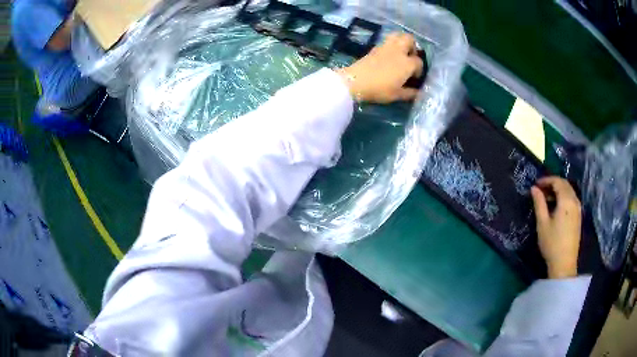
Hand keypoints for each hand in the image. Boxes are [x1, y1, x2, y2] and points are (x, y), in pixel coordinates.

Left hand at [337, 33, 423, 103]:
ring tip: (401, 52)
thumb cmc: (379, 89)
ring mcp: (386, 47)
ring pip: (398, 35)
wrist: (355, 81)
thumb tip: (417, 92)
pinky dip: (391, 44)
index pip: (419, 62)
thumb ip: (409, 93)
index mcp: (407, 63)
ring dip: (402, 40)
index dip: (419, 70)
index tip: (414, 77)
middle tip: (410, 56)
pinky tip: (389, 55)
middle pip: (410, 39)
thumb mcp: (397, 95)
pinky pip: (387, 41)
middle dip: (413, 46)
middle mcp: (398, 51)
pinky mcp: (375, 47)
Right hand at [530, 177, 581, 278]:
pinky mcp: (578, 217)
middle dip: (553, 184)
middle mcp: (574, 200)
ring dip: (558, 191)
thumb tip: (534, 188)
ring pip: (569, 191)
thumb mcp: (542, 223)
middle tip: (541, 190)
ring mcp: (578, 209)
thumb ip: (539, 203)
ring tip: (547, 199)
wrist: (564, 264)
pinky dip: (564, 197)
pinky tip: (556, 207)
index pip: (557, 181)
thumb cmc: (552, 243)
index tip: (536, 185)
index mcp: (566, 200)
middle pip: (565, 184)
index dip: (546, 180)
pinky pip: (572, 199)